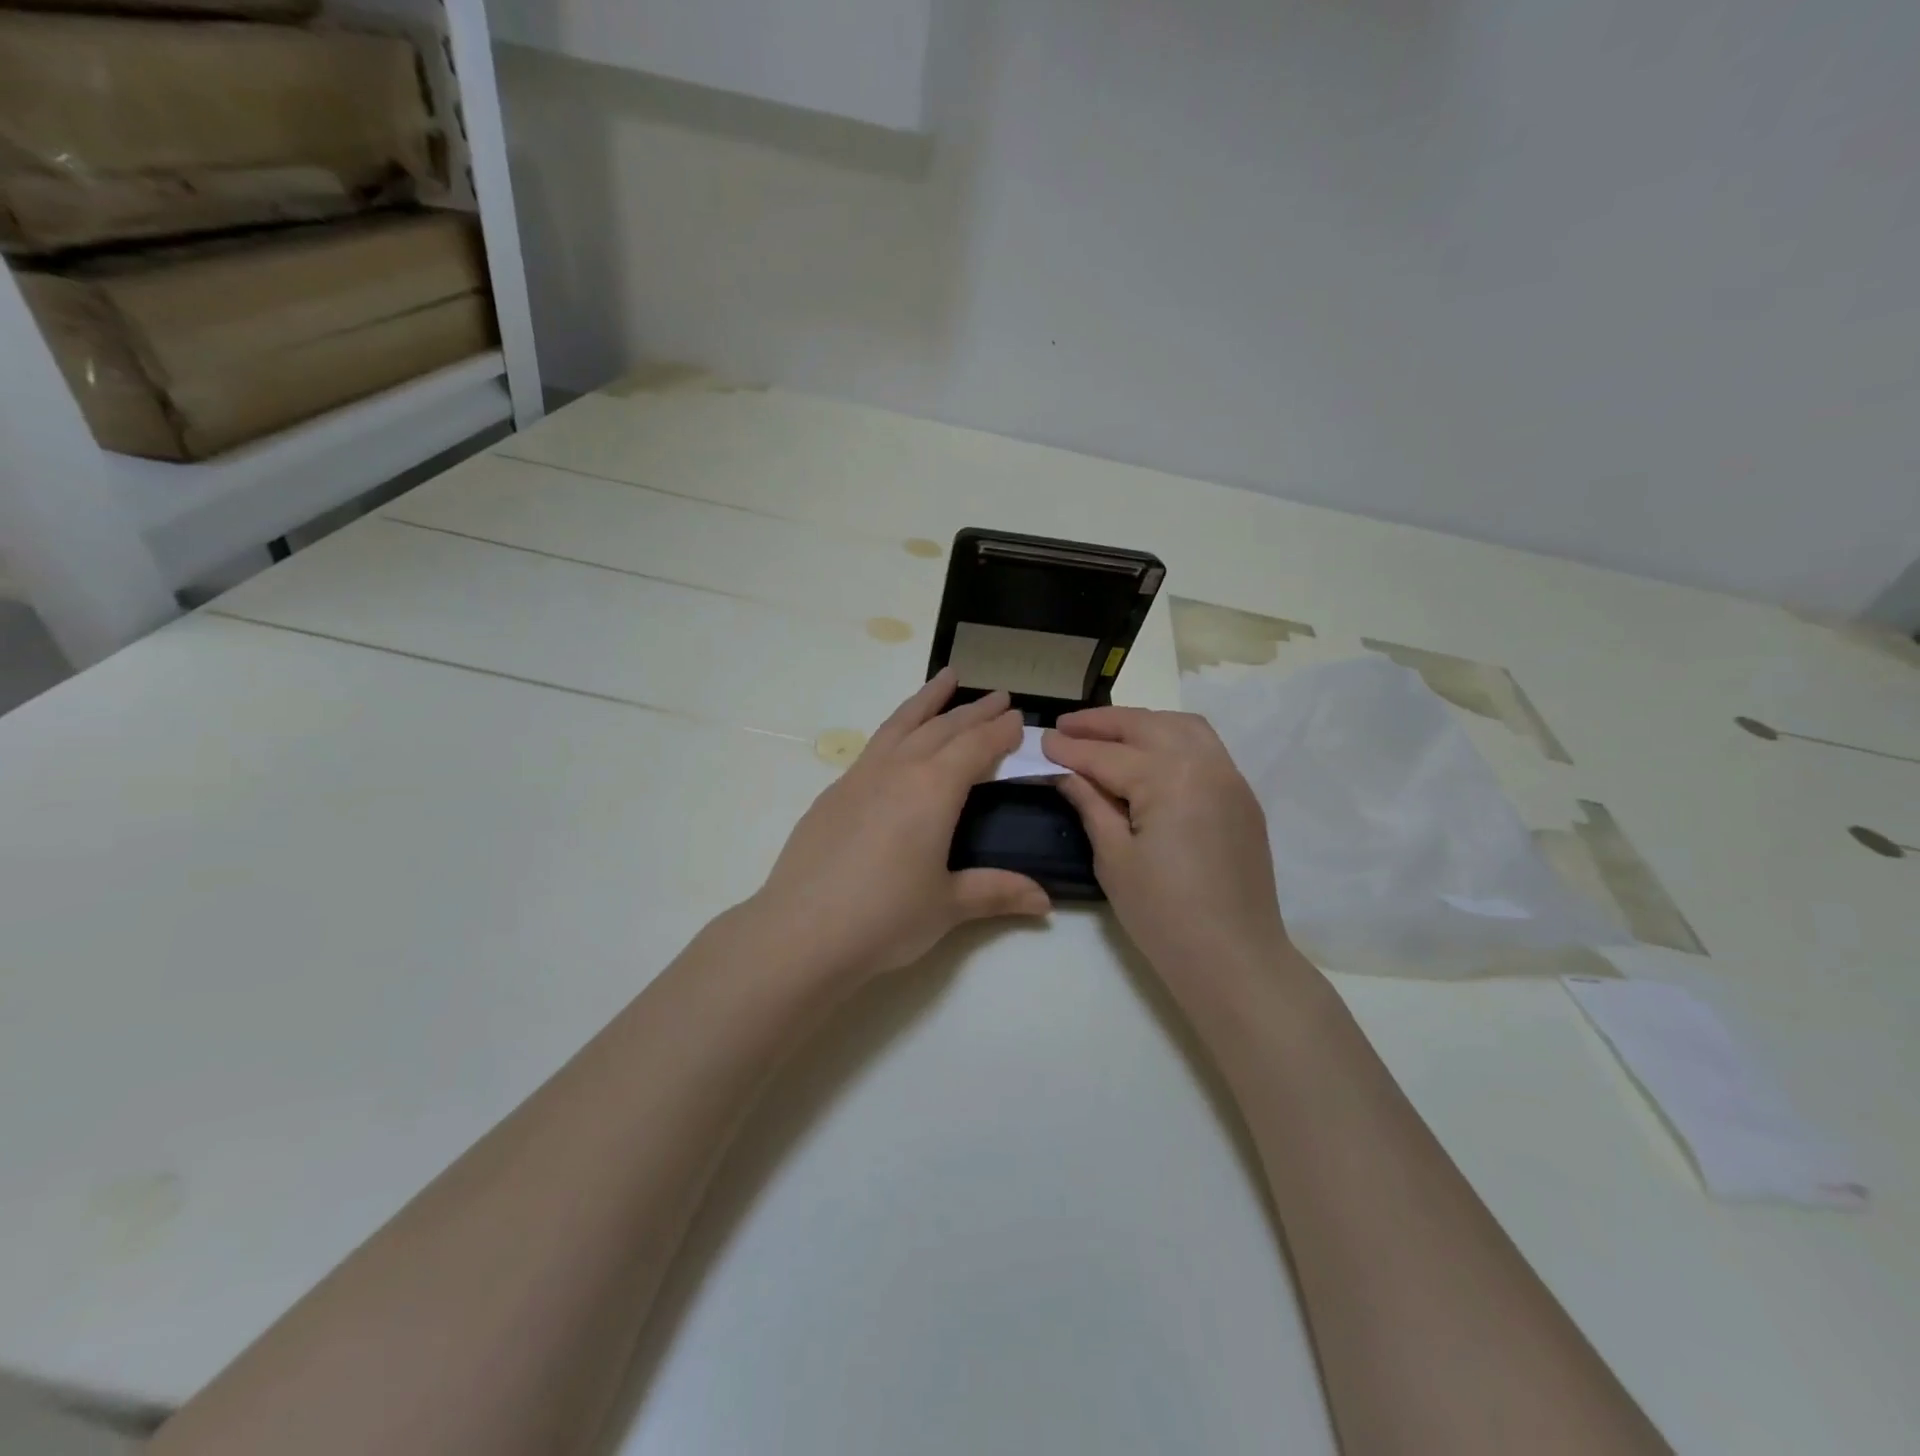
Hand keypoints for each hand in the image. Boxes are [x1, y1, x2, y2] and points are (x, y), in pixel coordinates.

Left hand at [749, 669, 1051, 983]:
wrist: (801, 932)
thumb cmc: (885, 918)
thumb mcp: (948, 906)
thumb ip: (996, 892)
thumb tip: (1046, 902)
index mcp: (933, 789)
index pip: (976, 747)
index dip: (1000, 731)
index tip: (1018, 718)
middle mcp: (898, 770)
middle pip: (942, 728)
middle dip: (974, 711)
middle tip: (998, 696)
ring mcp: (859, 777)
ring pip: (901, 724)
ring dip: (927, 700)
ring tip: (946, 678)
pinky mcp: (833, 793)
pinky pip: (874, 745)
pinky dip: (896, 729)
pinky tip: (897, 741)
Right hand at [1044, 708, 1301, 991]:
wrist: (1234, 958)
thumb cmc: (1163, 915)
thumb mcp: (1114, 859)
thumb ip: (1090, 804)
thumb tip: (1066, 772)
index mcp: (1168, 779)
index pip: (1107, 755)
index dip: (1070, 748)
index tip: (1042, 738)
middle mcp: (1203, 764)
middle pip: (1145, 726)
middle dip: (1102, 723)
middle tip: (1066, 726)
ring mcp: (1229, 777)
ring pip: (1181, 726)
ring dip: (1141, 723)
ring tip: (1107, 732)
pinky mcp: (1242, 796)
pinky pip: (1205, 747)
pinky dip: (1172, 737)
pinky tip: (1149, 753)